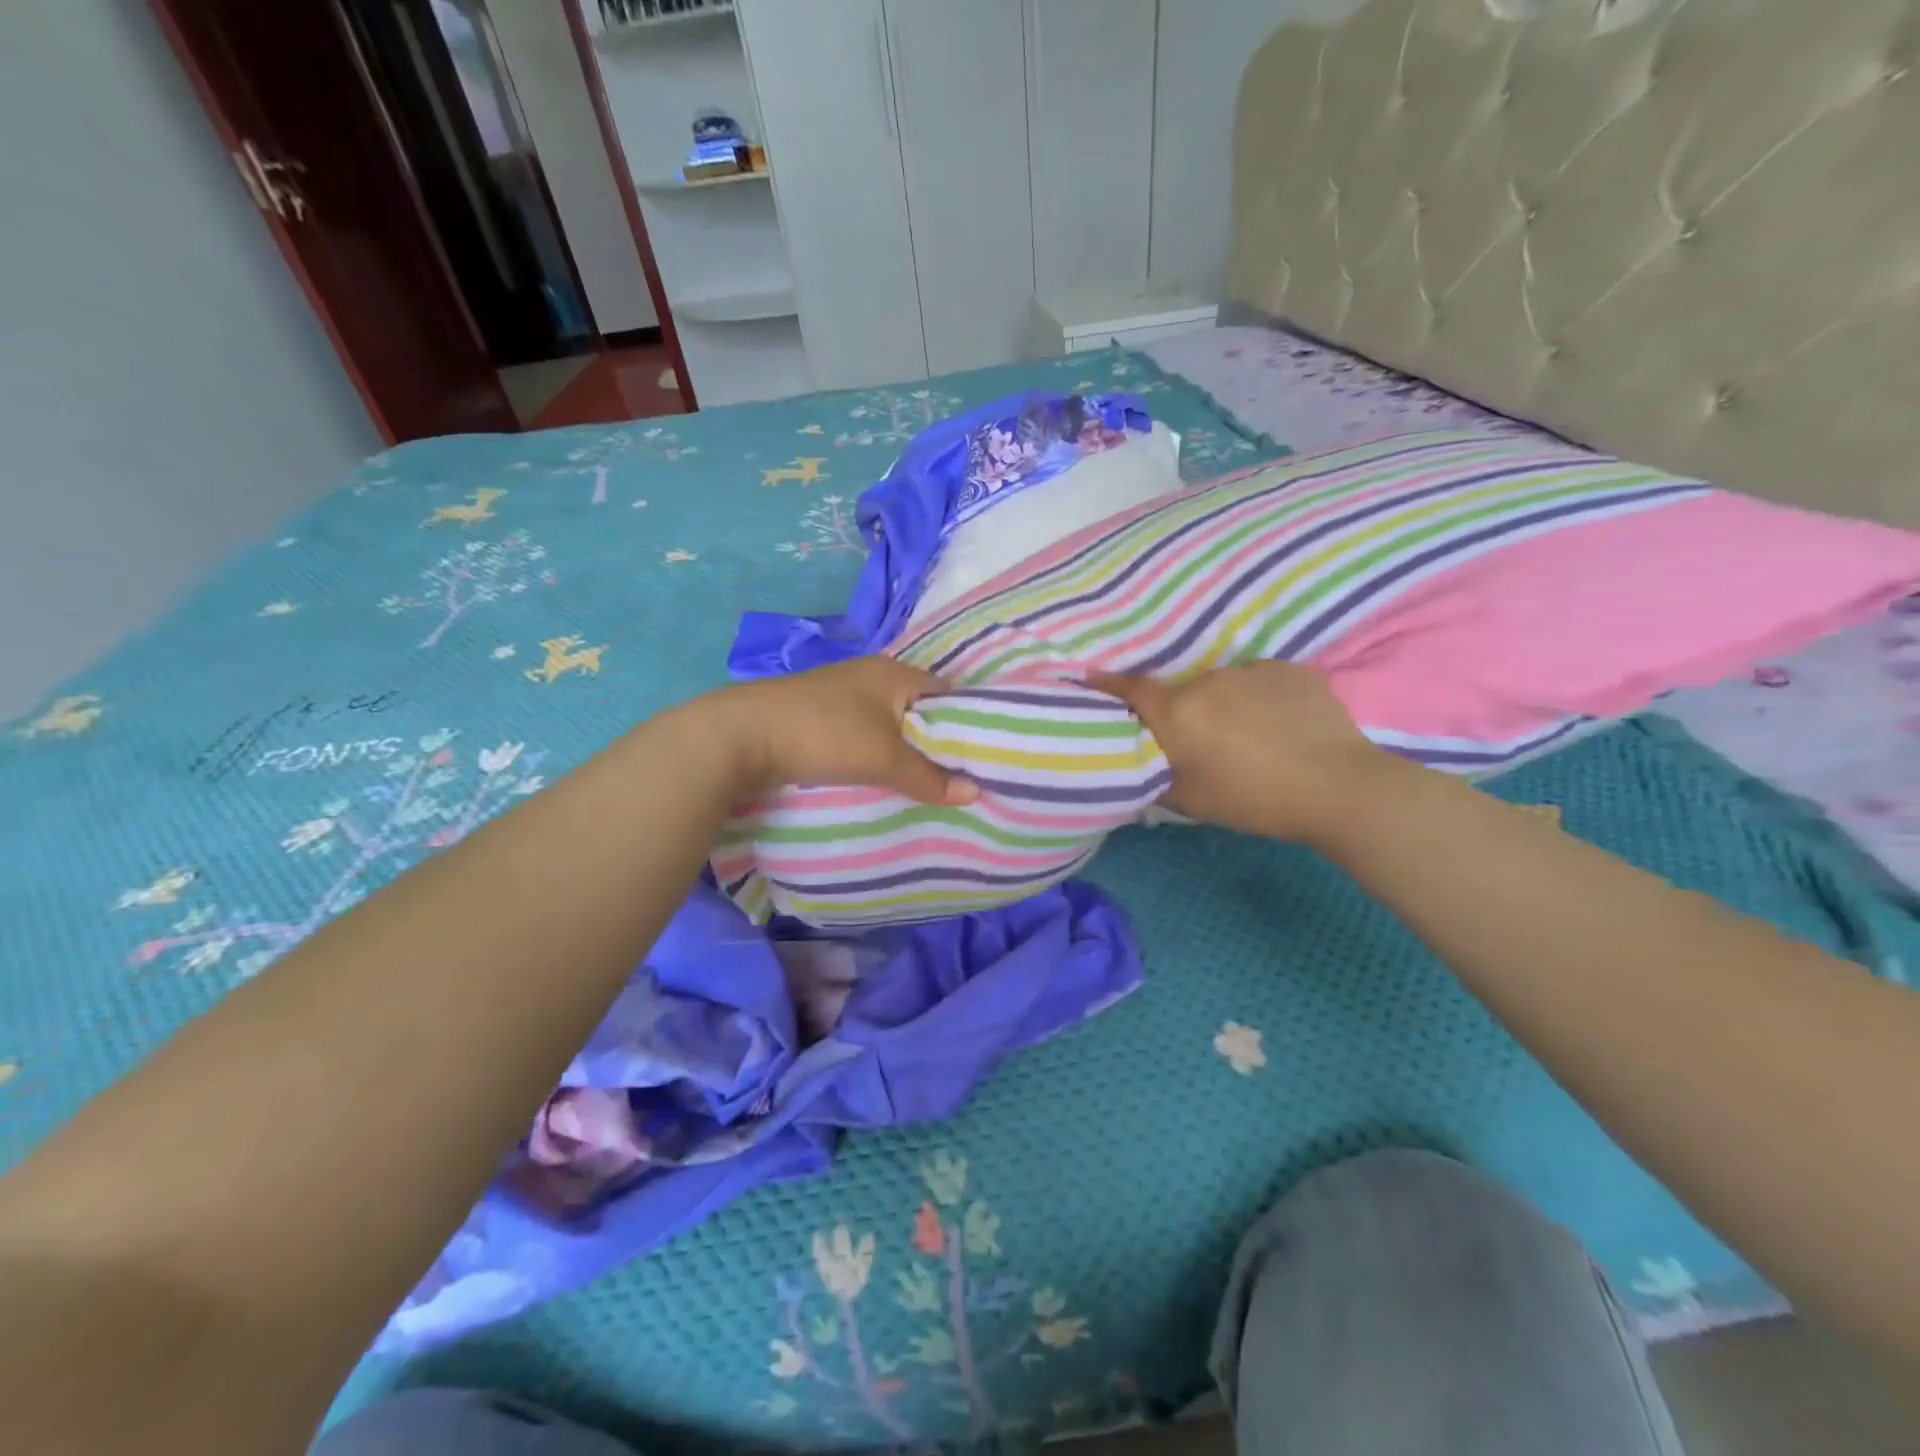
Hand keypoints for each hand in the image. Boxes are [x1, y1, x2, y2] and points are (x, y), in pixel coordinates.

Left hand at [709, 657, 978, 804]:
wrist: (744, 735)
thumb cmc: (826, 735)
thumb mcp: (885, 758)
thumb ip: (930, 777)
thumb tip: (976, 792)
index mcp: (895, 673)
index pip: (947, 692)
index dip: (967, 721)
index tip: (983, 755)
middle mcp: (871, 675)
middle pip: (918, 709)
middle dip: (936, 740)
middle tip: (958, 775)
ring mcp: (843, 693)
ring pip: (889, 722)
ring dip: (904, 748)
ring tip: (926, 781)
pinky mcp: (820, 714)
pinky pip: (864, 731)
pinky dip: (877, 751)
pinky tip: (882, 774)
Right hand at [1089, 662, 1393, 842]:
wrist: (1337, 788)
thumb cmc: (1253, 799)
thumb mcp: (1191, 800)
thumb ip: (1157, 775)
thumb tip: (1141, 762)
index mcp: (1179, 711)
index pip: (1132, 690)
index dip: (1109, 685)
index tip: (1091, 677)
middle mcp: (1208, 680)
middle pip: (1183, 693)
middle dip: (1185, 713)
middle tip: (1203, 743)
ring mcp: (1252, 670)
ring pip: (1223, 687)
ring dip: (1225, 706)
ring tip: (1250, 737)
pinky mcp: (1290, 670)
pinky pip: (1260, 682)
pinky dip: (1260, 700)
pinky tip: (1281, 726)